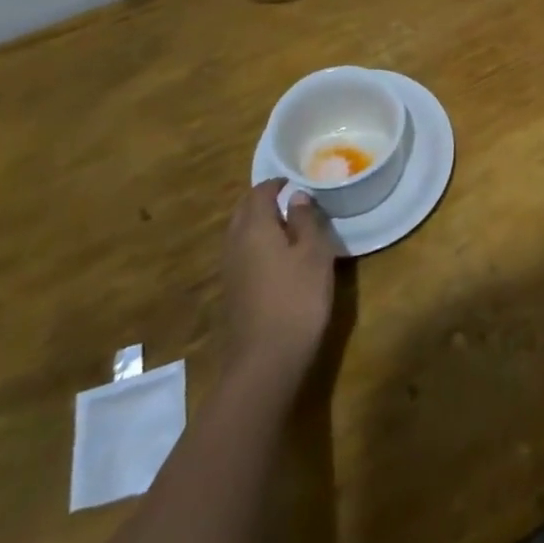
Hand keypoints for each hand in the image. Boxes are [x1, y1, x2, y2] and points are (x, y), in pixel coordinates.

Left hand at [218, 179, 338, 389]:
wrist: (265, 361)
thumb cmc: (297, 298)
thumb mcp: (314, 254)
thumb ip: (305, 220)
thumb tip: (297, 196)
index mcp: (255, 227)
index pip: (259, 192)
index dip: (276, 183)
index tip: (295, 181)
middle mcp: (235, 243)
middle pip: (243, 211)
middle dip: (262, 200)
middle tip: (289, 199)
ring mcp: (229, 270)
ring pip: (239, 233)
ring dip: (257, 223)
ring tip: (285, 225)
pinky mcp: (231, 292)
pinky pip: (241, 254)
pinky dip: (255, 244)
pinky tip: (275, 257)